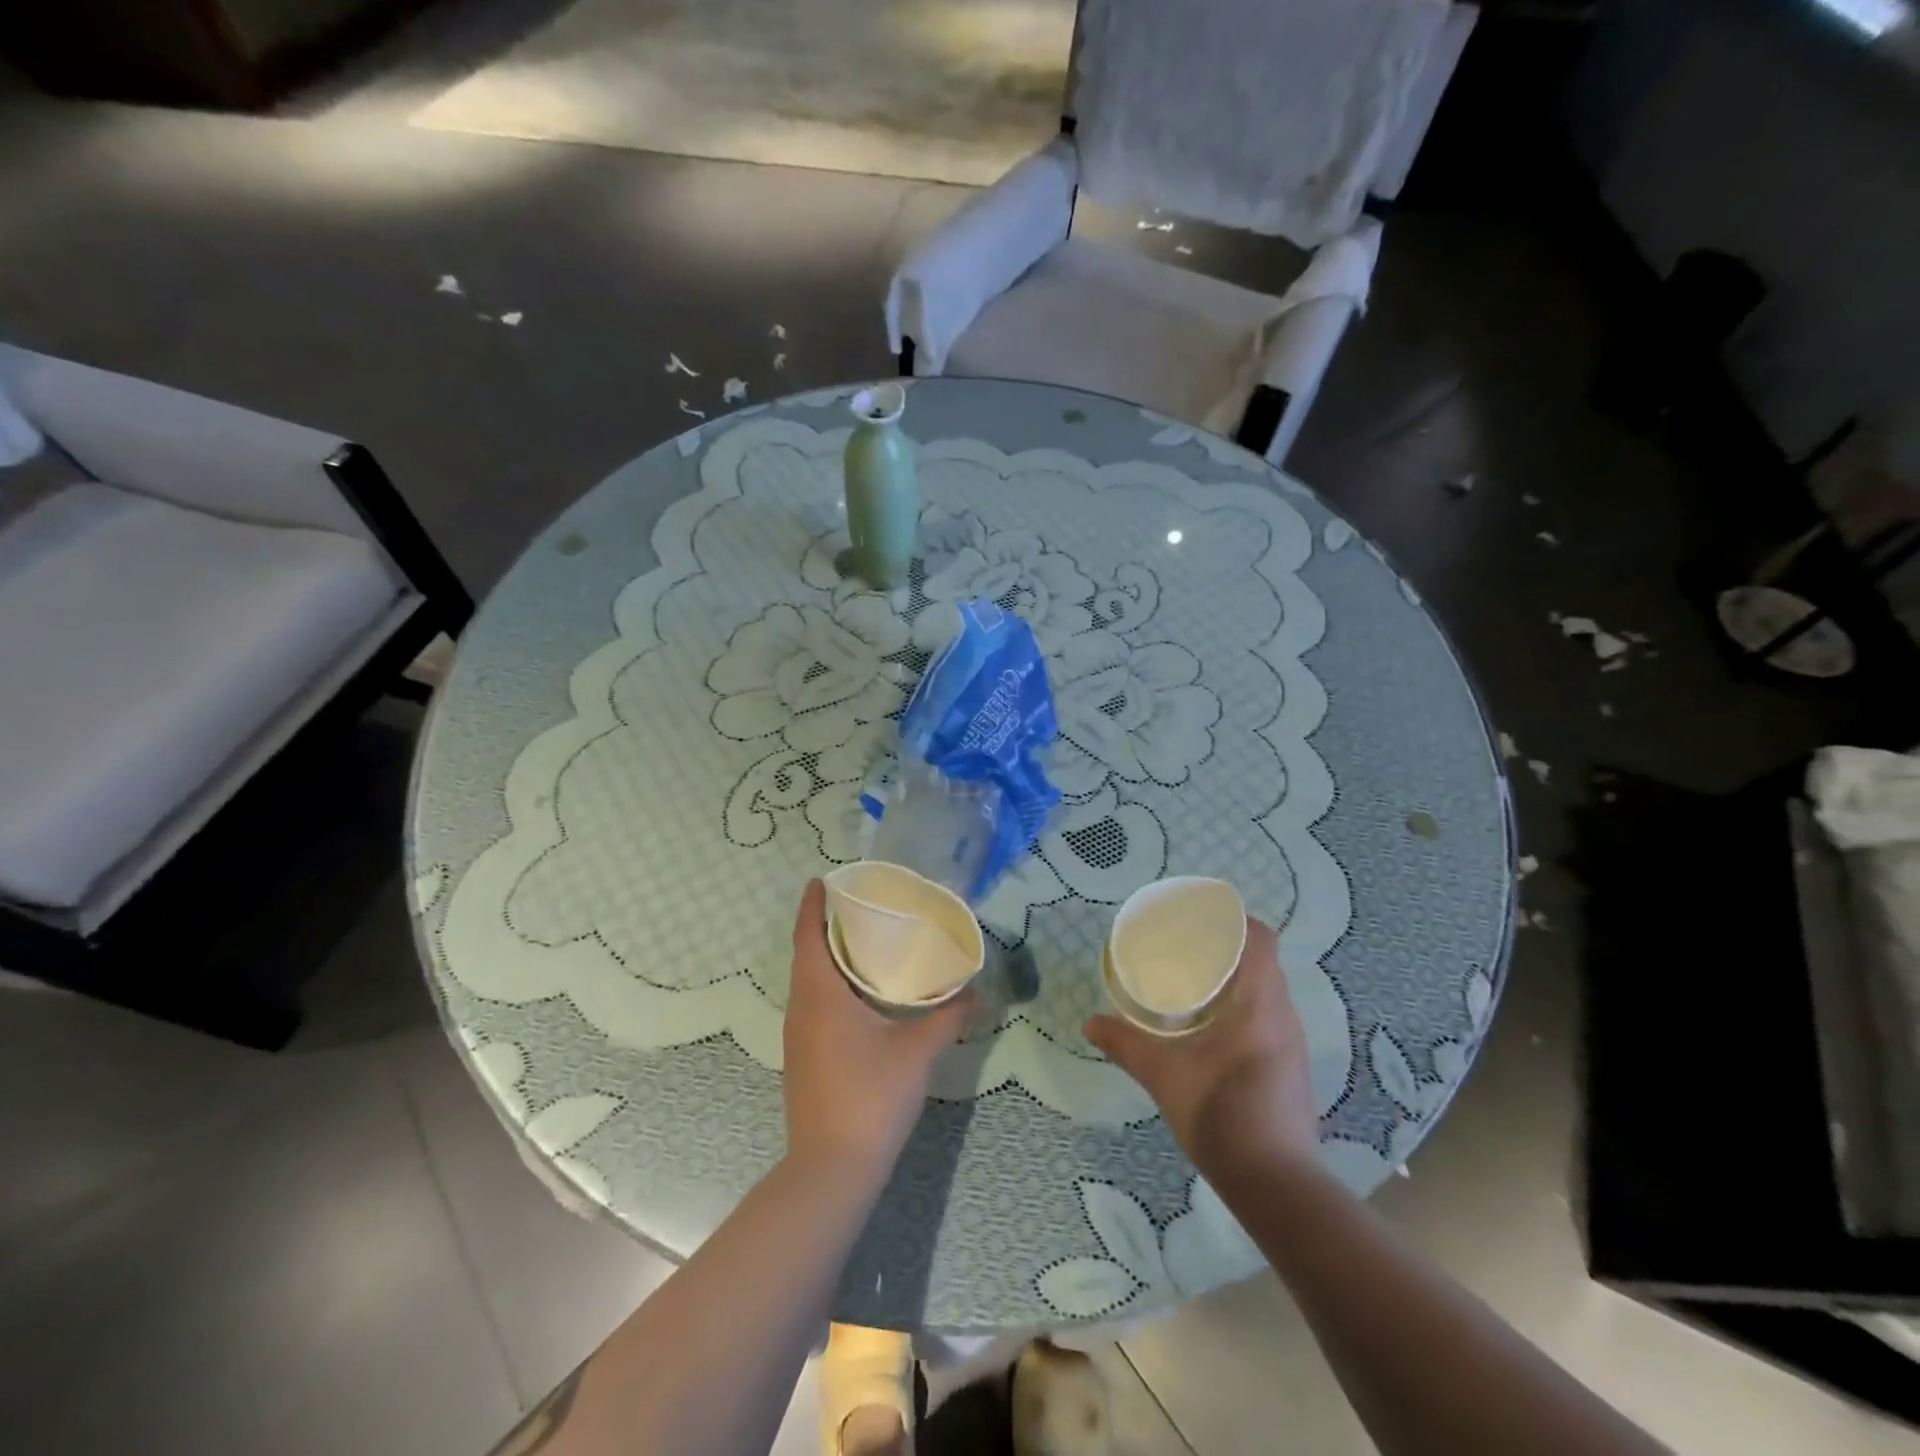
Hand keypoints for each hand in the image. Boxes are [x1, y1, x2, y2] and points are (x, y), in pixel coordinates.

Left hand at [782, 879, 973, 1185]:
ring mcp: (798, 1037)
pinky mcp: (804, 1059)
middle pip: (806, 955)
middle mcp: (801, 1009)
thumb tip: (975, 990)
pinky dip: (831, 986)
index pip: (808, 935)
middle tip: (860, 906)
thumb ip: (948, 1016)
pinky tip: (861, 996)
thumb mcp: (917, 1051)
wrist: (832, 1169)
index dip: (812, 905)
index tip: (821, 880)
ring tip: (864, 943)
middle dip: (825, 927)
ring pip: (809, 983)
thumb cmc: (870, 1096)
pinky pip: (814, 1005)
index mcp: (819, 994)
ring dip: (828, 958)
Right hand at [1084, 917, 1318, 1177]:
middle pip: (1262, 961)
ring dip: (1235, 980)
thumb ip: (1124, 1044)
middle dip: (1226, 949)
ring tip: (1194, 985)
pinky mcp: (1290, 1068)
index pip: (1260, 939)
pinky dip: (1242, 1008)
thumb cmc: (1219, 1115)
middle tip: (1184, 950)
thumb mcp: (1162, 1075)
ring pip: (1267, 991)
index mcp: (1259, 1004)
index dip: (1234, 920)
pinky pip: (1269, 1017)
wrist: (1275, 1185)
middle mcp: (1283, 1016)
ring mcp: (1292, 1045)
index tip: (1200, 920)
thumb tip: (1089, 1024)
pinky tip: (1212, 1028)